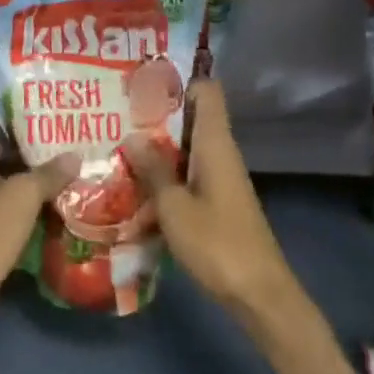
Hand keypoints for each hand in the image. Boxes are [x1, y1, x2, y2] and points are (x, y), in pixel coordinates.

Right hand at [124, 79, 295, 315]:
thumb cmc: (217, 244)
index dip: (178, 80)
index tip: (142, 79)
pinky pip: (187, 174)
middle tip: (114, 111)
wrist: (259, 295)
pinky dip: (163, 174)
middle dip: (155, 114)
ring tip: (115, 143)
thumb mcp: (174, 206)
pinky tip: (133, 184)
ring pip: (185, 149)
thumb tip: (133, 135)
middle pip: (190, 118)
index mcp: (215, 144)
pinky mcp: (216, 202)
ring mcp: (219, 179)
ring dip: (156, 147)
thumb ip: (153, 169)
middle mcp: (220, 153)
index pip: (206, 92)